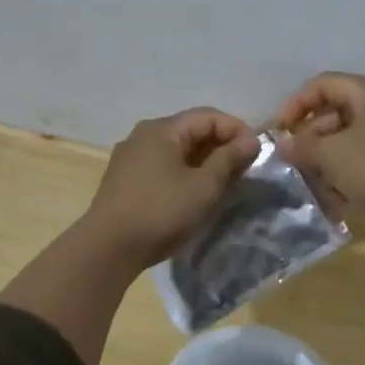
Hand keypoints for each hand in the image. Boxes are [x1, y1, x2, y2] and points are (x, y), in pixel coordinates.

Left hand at [83, 108, 261, 265]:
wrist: (107, 248)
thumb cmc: (160, 212)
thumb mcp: (203, 187)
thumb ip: (229, 159)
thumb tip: (251, 140)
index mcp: (163, 129)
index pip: (209, 116)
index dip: (237, 130)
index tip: (257, 153)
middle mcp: (144, 134)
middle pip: (191, 130)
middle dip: (221, 146)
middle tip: (244, 170)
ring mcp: (131, 157)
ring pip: (177, 149)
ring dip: (204, 161)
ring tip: (224, 183)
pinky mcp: (125, 179)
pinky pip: (163, 165)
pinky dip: (184, 172)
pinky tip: (194, 193)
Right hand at [274, 72, 364, 280]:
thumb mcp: (331, 155)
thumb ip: (302, 147)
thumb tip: (283, 145)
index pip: (325, 84)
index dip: (296, 103)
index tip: (279, 130)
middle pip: (340, 110)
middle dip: (313, 136)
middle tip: (296, 159)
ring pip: (355, 137)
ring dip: (330, 158)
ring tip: (316, 182)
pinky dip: (352, 170)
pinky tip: (341, 196)